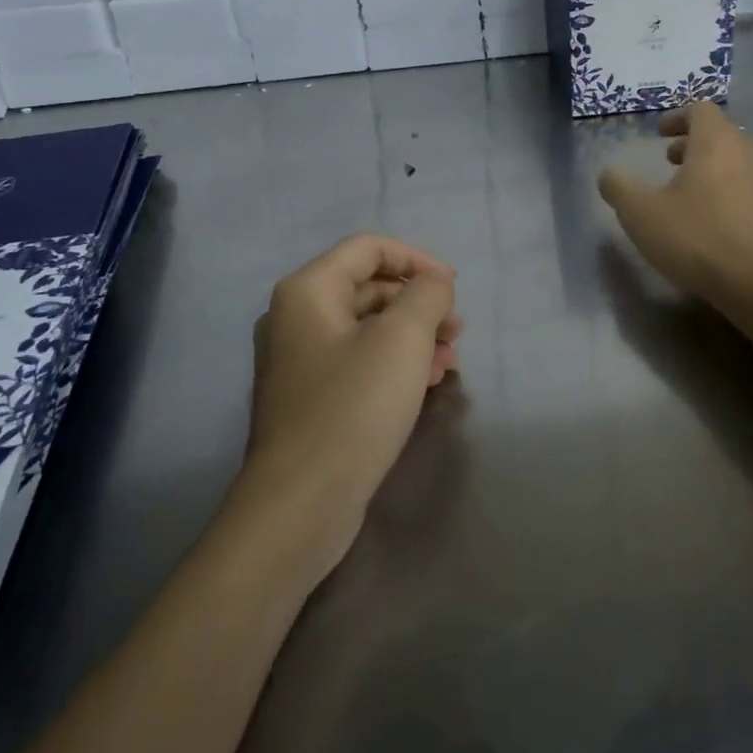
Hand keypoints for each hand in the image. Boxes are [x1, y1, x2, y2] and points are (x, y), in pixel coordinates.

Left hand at [241, 235, 462, 581]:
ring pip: (367, 328)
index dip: (417, 259)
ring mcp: (299, 361)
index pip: (369, 248)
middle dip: (419, 302)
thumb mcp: (403, 338)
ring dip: (413, 335)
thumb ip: (427, 295)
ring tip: (450, 360)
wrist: (300, 505)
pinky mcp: (309, 398)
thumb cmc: (353, 407)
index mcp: (308, 290)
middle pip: (369, 287)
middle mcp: (296, 317)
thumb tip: (433, 284)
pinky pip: (358, 362)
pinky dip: (394, 363)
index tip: (453, 286)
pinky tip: (425, 383)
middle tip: (456, 329)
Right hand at [598, 103, 752, 302]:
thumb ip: (619, 187)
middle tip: (669, 160)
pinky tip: (709, 220)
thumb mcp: (640, 212)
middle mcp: (746, 153)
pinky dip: (726, 191)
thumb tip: (609, 175)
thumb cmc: (695, 236)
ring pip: (736, 161)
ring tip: (686, 191)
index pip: (701, 109)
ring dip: (710, 167)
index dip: (677, 116)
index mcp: (715, 142)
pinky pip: (747, 188)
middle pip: (721, 133)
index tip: (659, 133)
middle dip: (692, 142)